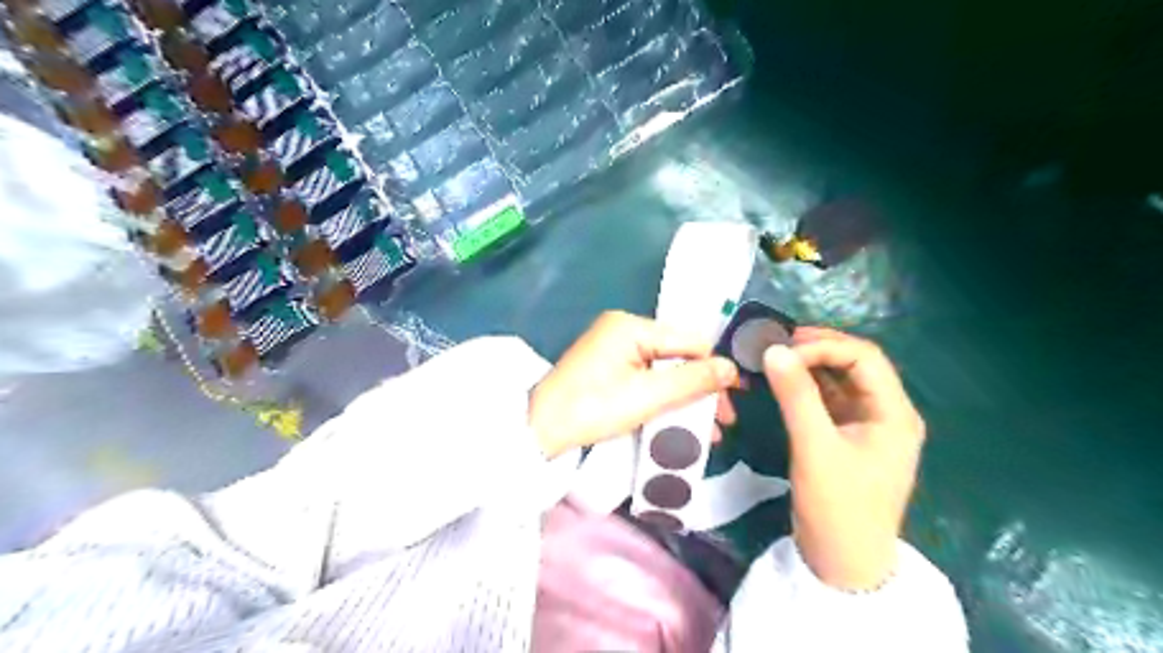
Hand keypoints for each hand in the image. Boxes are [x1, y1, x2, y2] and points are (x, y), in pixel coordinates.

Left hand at [529, 312, 732, 458]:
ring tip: (707, 431)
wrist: (540, 429)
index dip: (715, 368)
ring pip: (663, 369)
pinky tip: (679, 421)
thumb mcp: (648, 396)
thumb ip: (692, 380)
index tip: (736, 398)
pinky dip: (663, 397)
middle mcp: (623, 329)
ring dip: (685, 397)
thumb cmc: (594, 408)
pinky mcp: (607, 366)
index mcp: (632, 326)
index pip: (689, 340)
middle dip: (701, 388)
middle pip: (677, 355)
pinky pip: (645, 377)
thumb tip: (731, 368)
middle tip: (723, 421)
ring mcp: (613, 347)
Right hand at [766, 327, 926, 591]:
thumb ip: (795, 396)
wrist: (843, 563)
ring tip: (777, 357)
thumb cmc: (837, 506)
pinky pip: (829, 400)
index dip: (824, 346)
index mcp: (894, 413)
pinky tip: (784, 381)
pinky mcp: (848, 437)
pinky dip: (807, 386)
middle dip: (818, 349)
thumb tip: (774, 350)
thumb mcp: (815, 448)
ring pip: (841, 380)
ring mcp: (867, 425)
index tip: (784, 352)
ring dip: (811, 365)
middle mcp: (886, 412)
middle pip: (856, 364)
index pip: (864, 357)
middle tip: (778, 344)